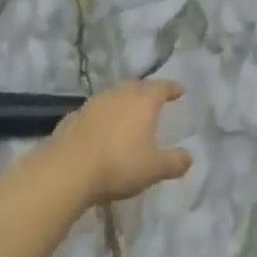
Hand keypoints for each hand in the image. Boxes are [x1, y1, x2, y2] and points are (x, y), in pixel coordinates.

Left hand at [36, 80, 191, 207]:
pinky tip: (101, 129)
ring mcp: (92, 104)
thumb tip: (188, 157)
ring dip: (122, 102)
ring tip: (127, 113)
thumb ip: (174, 162)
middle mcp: (118, 95)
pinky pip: (94, 112)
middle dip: (146, 91)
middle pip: (136, 86)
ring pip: (113, 96)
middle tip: (153, 98)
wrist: (68, 170)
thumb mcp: (154, 169)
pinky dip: (102, 116)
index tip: (179, 90)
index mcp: (142, 102)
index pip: (161, 87)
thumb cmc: (119, 165)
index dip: (171, 88)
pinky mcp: (72, 118)